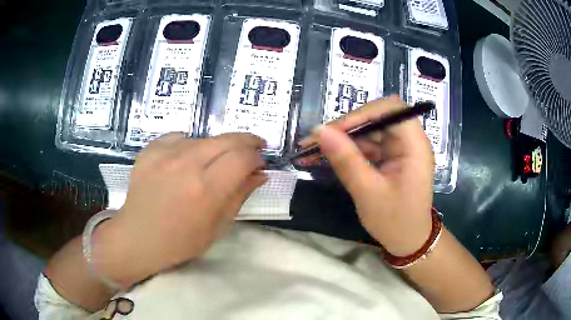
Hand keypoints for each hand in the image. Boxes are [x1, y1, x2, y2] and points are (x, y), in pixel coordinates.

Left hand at [96, 133, 266, 286]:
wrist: (138, 236)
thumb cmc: (180, 241)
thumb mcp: (218, 226)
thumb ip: (240, 195)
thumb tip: (260, 174)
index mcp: (206, 189)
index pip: (243, 157)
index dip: (257, 156)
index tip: (260, 163)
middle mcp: (186, 163)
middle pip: (227, 139)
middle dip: (247, 141)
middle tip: (253, 149)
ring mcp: (165, 153)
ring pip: (204, 138)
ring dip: (217, 147)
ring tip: (214, 163)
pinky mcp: (150, 149)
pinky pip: (180, 137)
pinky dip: (190, 146)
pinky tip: (186, 161)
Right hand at [300, 96, 434, 255]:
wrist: (409, 242)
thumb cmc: (395, 222)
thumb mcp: (368, 193)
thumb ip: (346, 160)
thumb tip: (320, 131)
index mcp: (415, 146)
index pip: (391, 110)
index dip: (362, 114)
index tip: (335, 130)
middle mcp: (410, 141)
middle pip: (378, 117)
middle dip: (348, 126)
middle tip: (318, 140)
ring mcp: (400, 148)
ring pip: (369, 130)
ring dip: (344, 138)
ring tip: (314, 149)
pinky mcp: (391, 156)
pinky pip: (368, 144)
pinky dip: (349, 149)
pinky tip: (328, 156)